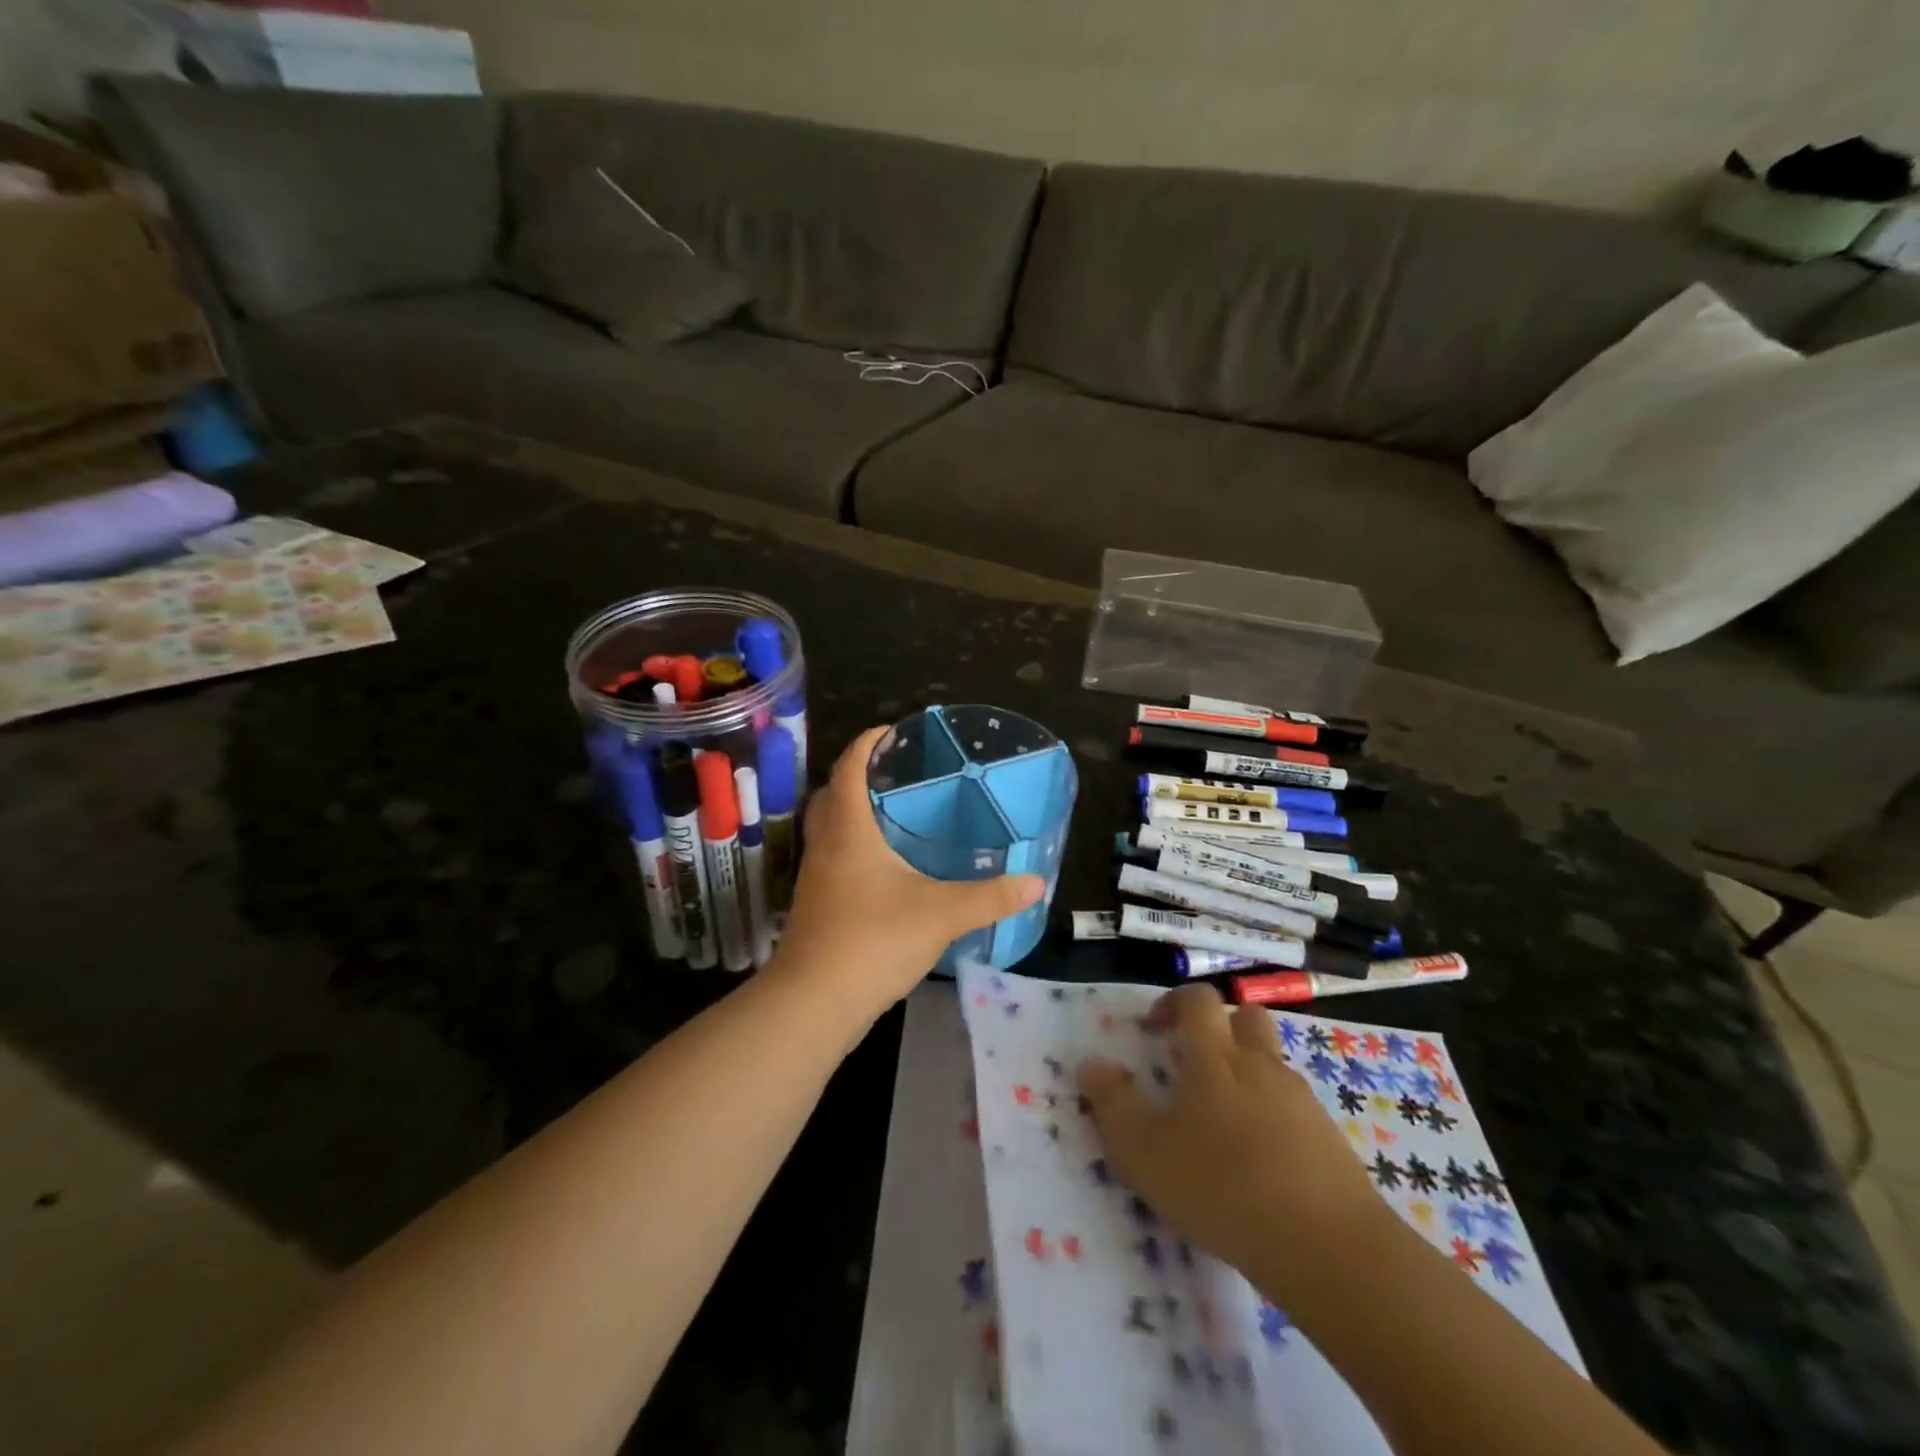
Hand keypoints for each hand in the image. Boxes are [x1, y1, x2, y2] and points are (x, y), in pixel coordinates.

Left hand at [772, 726, 1043, 1022]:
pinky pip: (832, 859)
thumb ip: (990, 897)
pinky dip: (853, 848)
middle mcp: (825, 846)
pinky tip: (884, 870)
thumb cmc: (873, 941)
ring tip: (895, 815)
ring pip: (829, 829)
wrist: (813, 1003)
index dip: (867, 743)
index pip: (849, 768)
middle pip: (831, 794)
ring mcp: (815, 878)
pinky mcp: (815, 906)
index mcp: (849, 830)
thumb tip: (1035, 882)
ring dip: (853, 813)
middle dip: (858, 776)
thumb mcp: (941, 914)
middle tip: (896, 773)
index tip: (891, 731)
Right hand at [1078, 984, 1385, 1299]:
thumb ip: (1113, 1103)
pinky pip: (1296, 1109)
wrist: (1328, 1246)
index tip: (1153, 1030)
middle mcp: (1260, 1065)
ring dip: (1248, 1074)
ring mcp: (1301, 1101)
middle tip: (1195, 1062)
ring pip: (1273, 1064)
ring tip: (1224, 1124)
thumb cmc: (1223, 1186)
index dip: (1174, 1002)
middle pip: (1246, 1017)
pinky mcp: (1330, 1139)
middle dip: (1220, 1026)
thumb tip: (1090, 1064)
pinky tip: (1262, 1163)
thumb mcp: (1145, 1151)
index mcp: (1215, 1057)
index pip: (1198, 1000)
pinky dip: (1275, 1118)